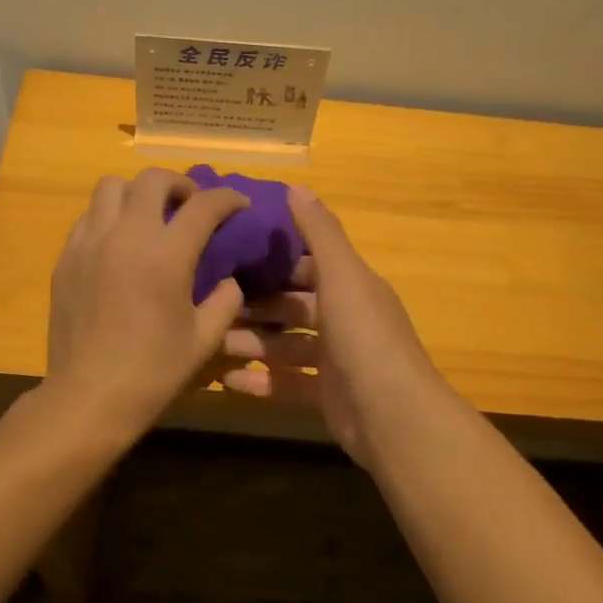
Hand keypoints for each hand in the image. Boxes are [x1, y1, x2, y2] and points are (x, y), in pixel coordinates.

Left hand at [45, 168, 249, 437]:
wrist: (89, 396)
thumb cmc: (153, 371)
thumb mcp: (205, 340)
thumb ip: (225, 301)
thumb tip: (228, 279)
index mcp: (166, 255)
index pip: (204, 205)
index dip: (228, 198)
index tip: (239, 205)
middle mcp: (125, 235)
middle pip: (153, 179)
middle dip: (180, 184)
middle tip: (191, 207)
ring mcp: (90, 243)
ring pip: (111, 186)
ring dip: (138, 193)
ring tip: (151, 218)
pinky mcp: (66, 257)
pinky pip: (89, 216)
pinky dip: (110, 216)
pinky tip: (120, 244)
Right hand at [217, 186, 449, 468]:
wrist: (393, 416)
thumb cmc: (365, 337)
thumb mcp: (343, 276)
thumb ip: (320, 233)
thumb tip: (296, 187)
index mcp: (352, 287)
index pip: (309, 264)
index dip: (276, 258)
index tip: (233, 251)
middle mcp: (345, 319)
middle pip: (292, 306)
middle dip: (255, 304)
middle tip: (210, 300)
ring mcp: (336, 361)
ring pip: (285, 346)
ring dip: (251, 342)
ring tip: (210, 340)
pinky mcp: (326, 396)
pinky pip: (286, 384)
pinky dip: (259, 381)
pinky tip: (226, 381)